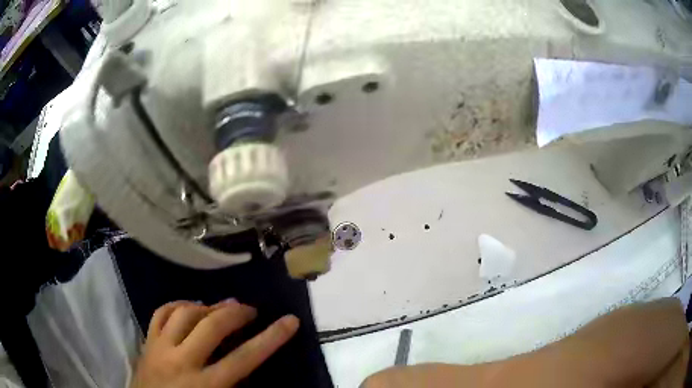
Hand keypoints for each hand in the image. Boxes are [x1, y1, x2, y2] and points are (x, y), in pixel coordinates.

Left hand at [131, 300, 298, 387]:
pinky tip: (189, 307)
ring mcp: (160, 347)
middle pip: (212, 326)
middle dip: (237, 313)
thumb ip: (235, 385)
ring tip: (221, 306)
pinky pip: (161, 312)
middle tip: (250, 310)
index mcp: (205, 384)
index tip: (290, 321)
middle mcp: (182, 361)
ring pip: (184, 313)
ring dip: (207, 305)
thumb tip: (248, 365)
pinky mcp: (147, 341)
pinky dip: (178, 304)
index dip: (271, 338)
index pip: (245, 357)